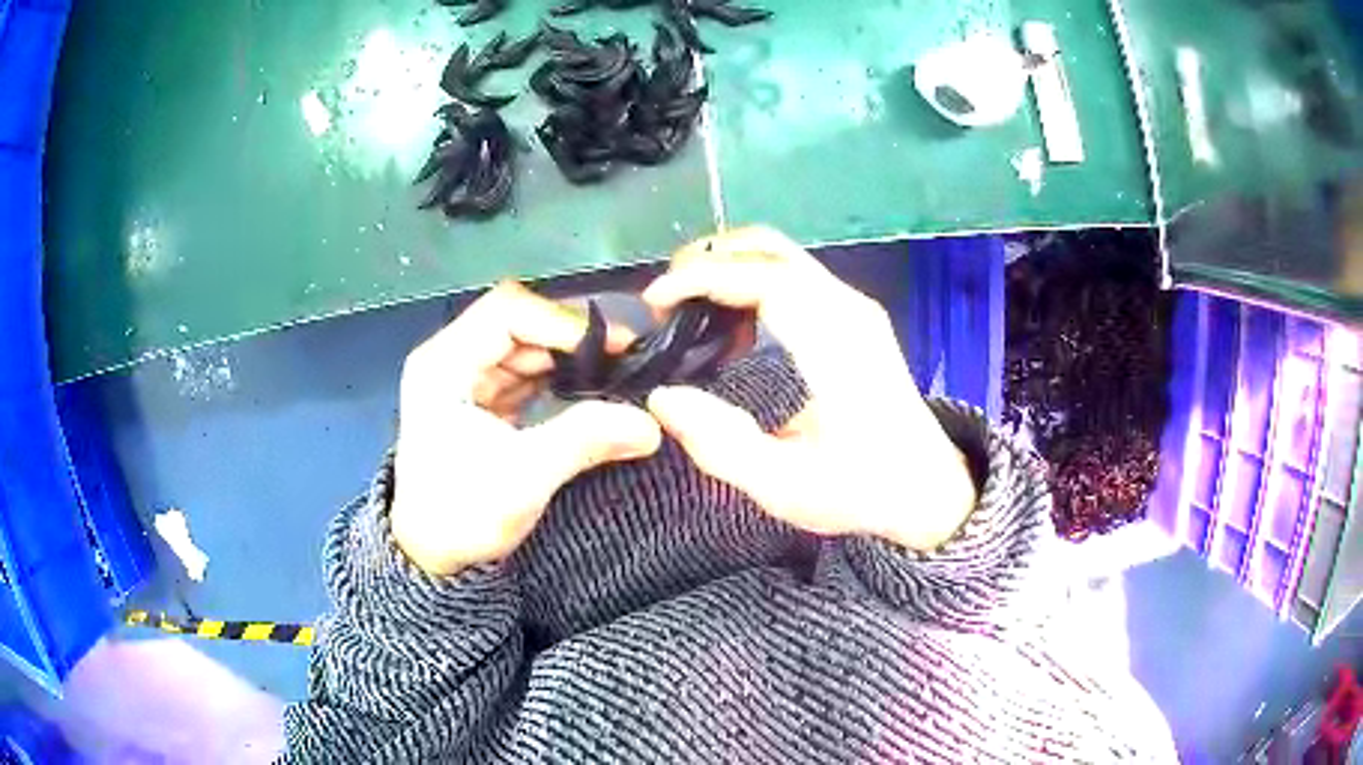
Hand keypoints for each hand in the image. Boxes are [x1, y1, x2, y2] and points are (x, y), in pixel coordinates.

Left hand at [392, 282, 661, 574]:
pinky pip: (526, 373)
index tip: (612, 348)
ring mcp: (466, 378)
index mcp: (443, 364)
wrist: (434, 558)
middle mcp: (451, 359)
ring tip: (616, 375)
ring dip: (569, 358)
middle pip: (518, 323)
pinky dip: (560, 378)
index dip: (561, 322)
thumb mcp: (523, 478)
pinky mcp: (481, 400)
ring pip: (526, 347)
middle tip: (625, 359)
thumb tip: (651, 423)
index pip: (507, 311)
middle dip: (572, 339)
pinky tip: (591, 391)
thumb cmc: (462, 515)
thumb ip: (584, 440)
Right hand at [643, 227, 977, 550]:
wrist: (927, 489)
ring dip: (726, 268)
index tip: (655, 301)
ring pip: (780, 254)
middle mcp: (847, 309)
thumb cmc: (861, 490)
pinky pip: (792, 275)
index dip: (702, 277)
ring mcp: (854, 307)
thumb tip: (661, 396)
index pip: (764, 276)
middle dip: (706, 259)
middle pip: (770, 247)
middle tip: (664, 302)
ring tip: (686, 312)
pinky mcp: (853, 316)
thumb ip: (721, 444)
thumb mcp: (785, 486)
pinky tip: (730, 327)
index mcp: (836, 343)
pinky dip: (749, 282)